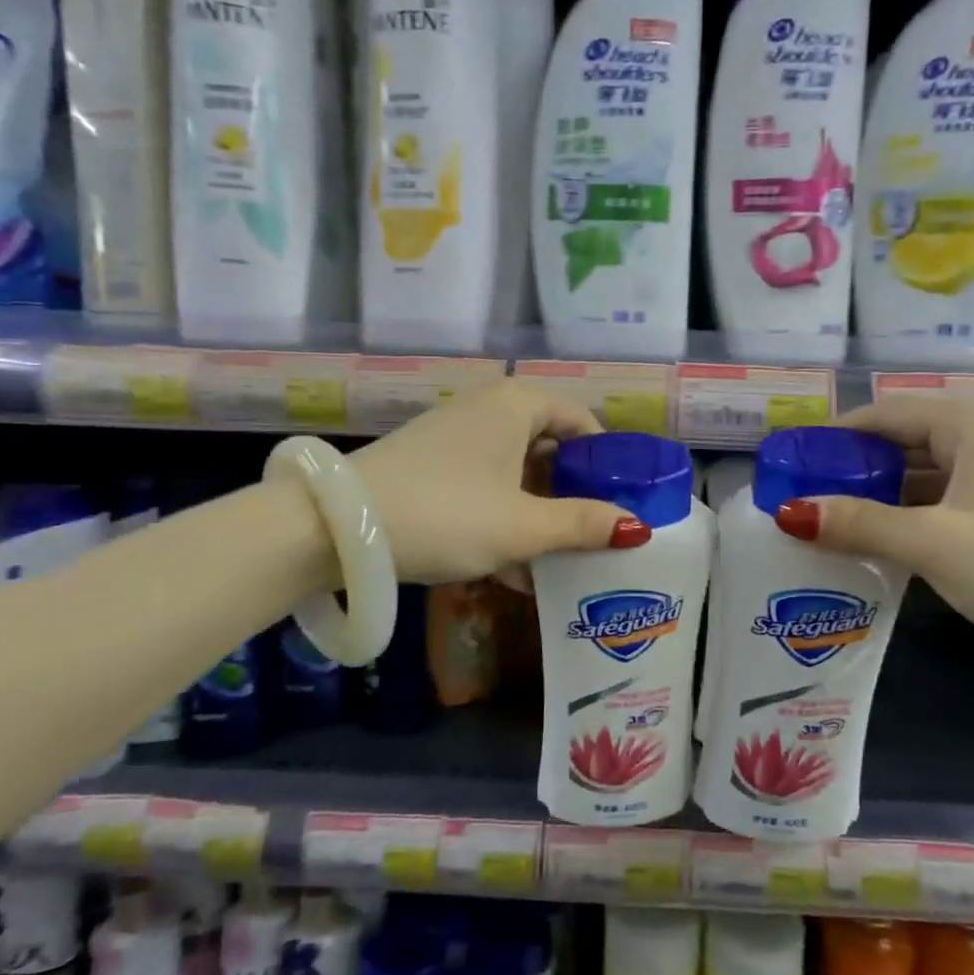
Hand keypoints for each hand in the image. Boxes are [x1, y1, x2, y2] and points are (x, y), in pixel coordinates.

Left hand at [349, 380, 649, 584]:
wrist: (335, 526)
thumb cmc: (445, 514)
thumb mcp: (522, 526)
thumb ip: (583, 525)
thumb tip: (638, 529)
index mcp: (517, 405)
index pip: (581, 419)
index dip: (606, 460)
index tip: (620, 501)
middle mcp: (488, 409)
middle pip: (550, 446)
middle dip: (572, 494)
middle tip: (593, 535)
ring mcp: (455, 435)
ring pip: (516, 471)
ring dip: (539, 514)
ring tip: (557, 562)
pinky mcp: (430, 464)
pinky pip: (485, 484)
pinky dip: (504, 516)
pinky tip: (512, 569)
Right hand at [773, 397, 973, 679]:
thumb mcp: (934, 543)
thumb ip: (859, 523)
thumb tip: (789, 513)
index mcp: (968, 424)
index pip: (881, 414)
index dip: (831, 437)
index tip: (787, 466)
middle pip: (895, 444)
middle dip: (846, 472)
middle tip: (795, 501)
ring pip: (912, 479)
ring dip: (870, 500)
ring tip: (818, 526)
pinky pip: (932, 507)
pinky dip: (898, 522)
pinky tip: (865, 547)